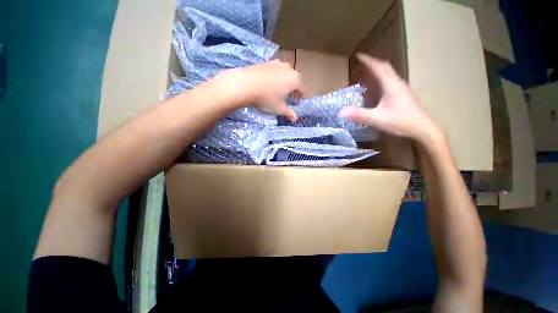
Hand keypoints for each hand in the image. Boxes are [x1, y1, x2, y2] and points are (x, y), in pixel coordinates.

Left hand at [216, 60, 307, 121]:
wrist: (245, 84)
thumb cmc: (267, 98)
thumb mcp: (279, 108)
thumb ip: (289, 113)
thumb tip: (295, 118)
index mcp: (295, 79)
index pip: (304, 89)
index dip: (302, 97)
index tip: (299, 103)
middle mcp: (288, 68)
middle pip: (295, 81)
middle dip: (293, 90)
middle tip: (289, 99)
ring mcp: (277, 63)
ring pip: (285, 75)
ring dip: (284, 83)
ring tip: (278, 92)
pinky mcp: (266, 62)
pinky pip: (275, 71)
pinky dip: (275, 78)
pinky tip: (268, 85)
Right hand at [340, 54, 443, 146]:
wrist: (422, 128)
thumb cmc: (400, 121)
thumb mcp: (376, 119)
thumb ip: (359, 114)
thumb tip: (341, 111)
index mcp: (391, 85)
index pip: (378, 68)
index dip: (368, 61)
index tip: (359, 55)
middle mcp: (397, 83)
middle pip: (385, 67)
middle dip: (373, 63)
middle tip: (362, 63)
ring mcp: (402, 88)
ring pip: (389, 73)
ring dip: (378, 70)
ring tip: (368, 72)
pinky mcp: (403, 94)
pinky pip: (391, 81)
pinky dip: (382, 78)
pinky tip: (378, 87)